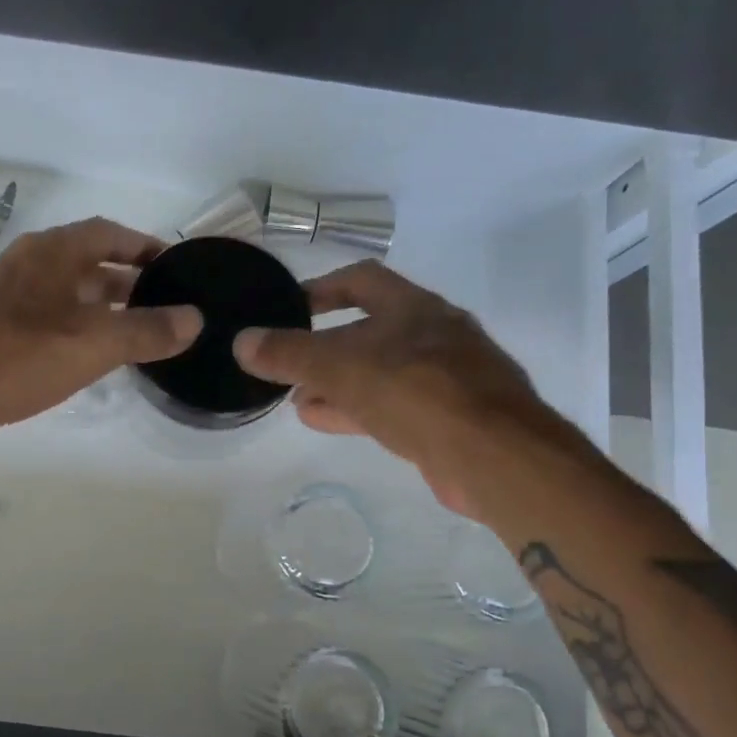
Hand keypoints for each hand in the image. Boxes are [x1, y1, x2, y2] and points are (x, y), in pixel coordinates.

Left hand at [0, 217, 200, 438]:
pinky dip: (76, 328)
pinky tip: (88, 357)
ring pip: (67, 292)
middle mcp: (29, 263)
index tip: (176, 267)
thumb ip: (148, 330)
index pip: (110, 233)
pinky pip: (47, 317)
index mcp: (54, 251)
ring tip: (137, 334)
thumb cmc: (19, 356)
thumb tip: (195, 319)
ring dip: (102, 307)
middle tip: (165, 307)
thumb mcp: (95, 342)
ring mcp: (6, 295)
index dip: (145, 247)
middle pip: (89, 262)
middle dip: (128, 281)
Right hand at [231, 260, 553, 512]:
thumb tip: (242, 342)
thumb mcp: (341, 366)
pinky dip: (355, 409)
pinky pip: (392, 405)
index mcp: (413, 308)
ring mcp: (446, 379)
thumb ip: (289, 353)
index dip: (320, 289)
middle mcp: (434, 335)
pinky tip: (324, 420)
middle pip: (368, 331)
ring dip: (337, 382)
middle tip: (286, 363)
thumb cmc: (416, 392)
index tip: (287, 308)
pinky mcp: (449, 419)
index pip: (360, 281)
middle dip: (324, 347)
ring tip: (297, 398)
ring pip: (379, 372)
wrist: (494, 456)